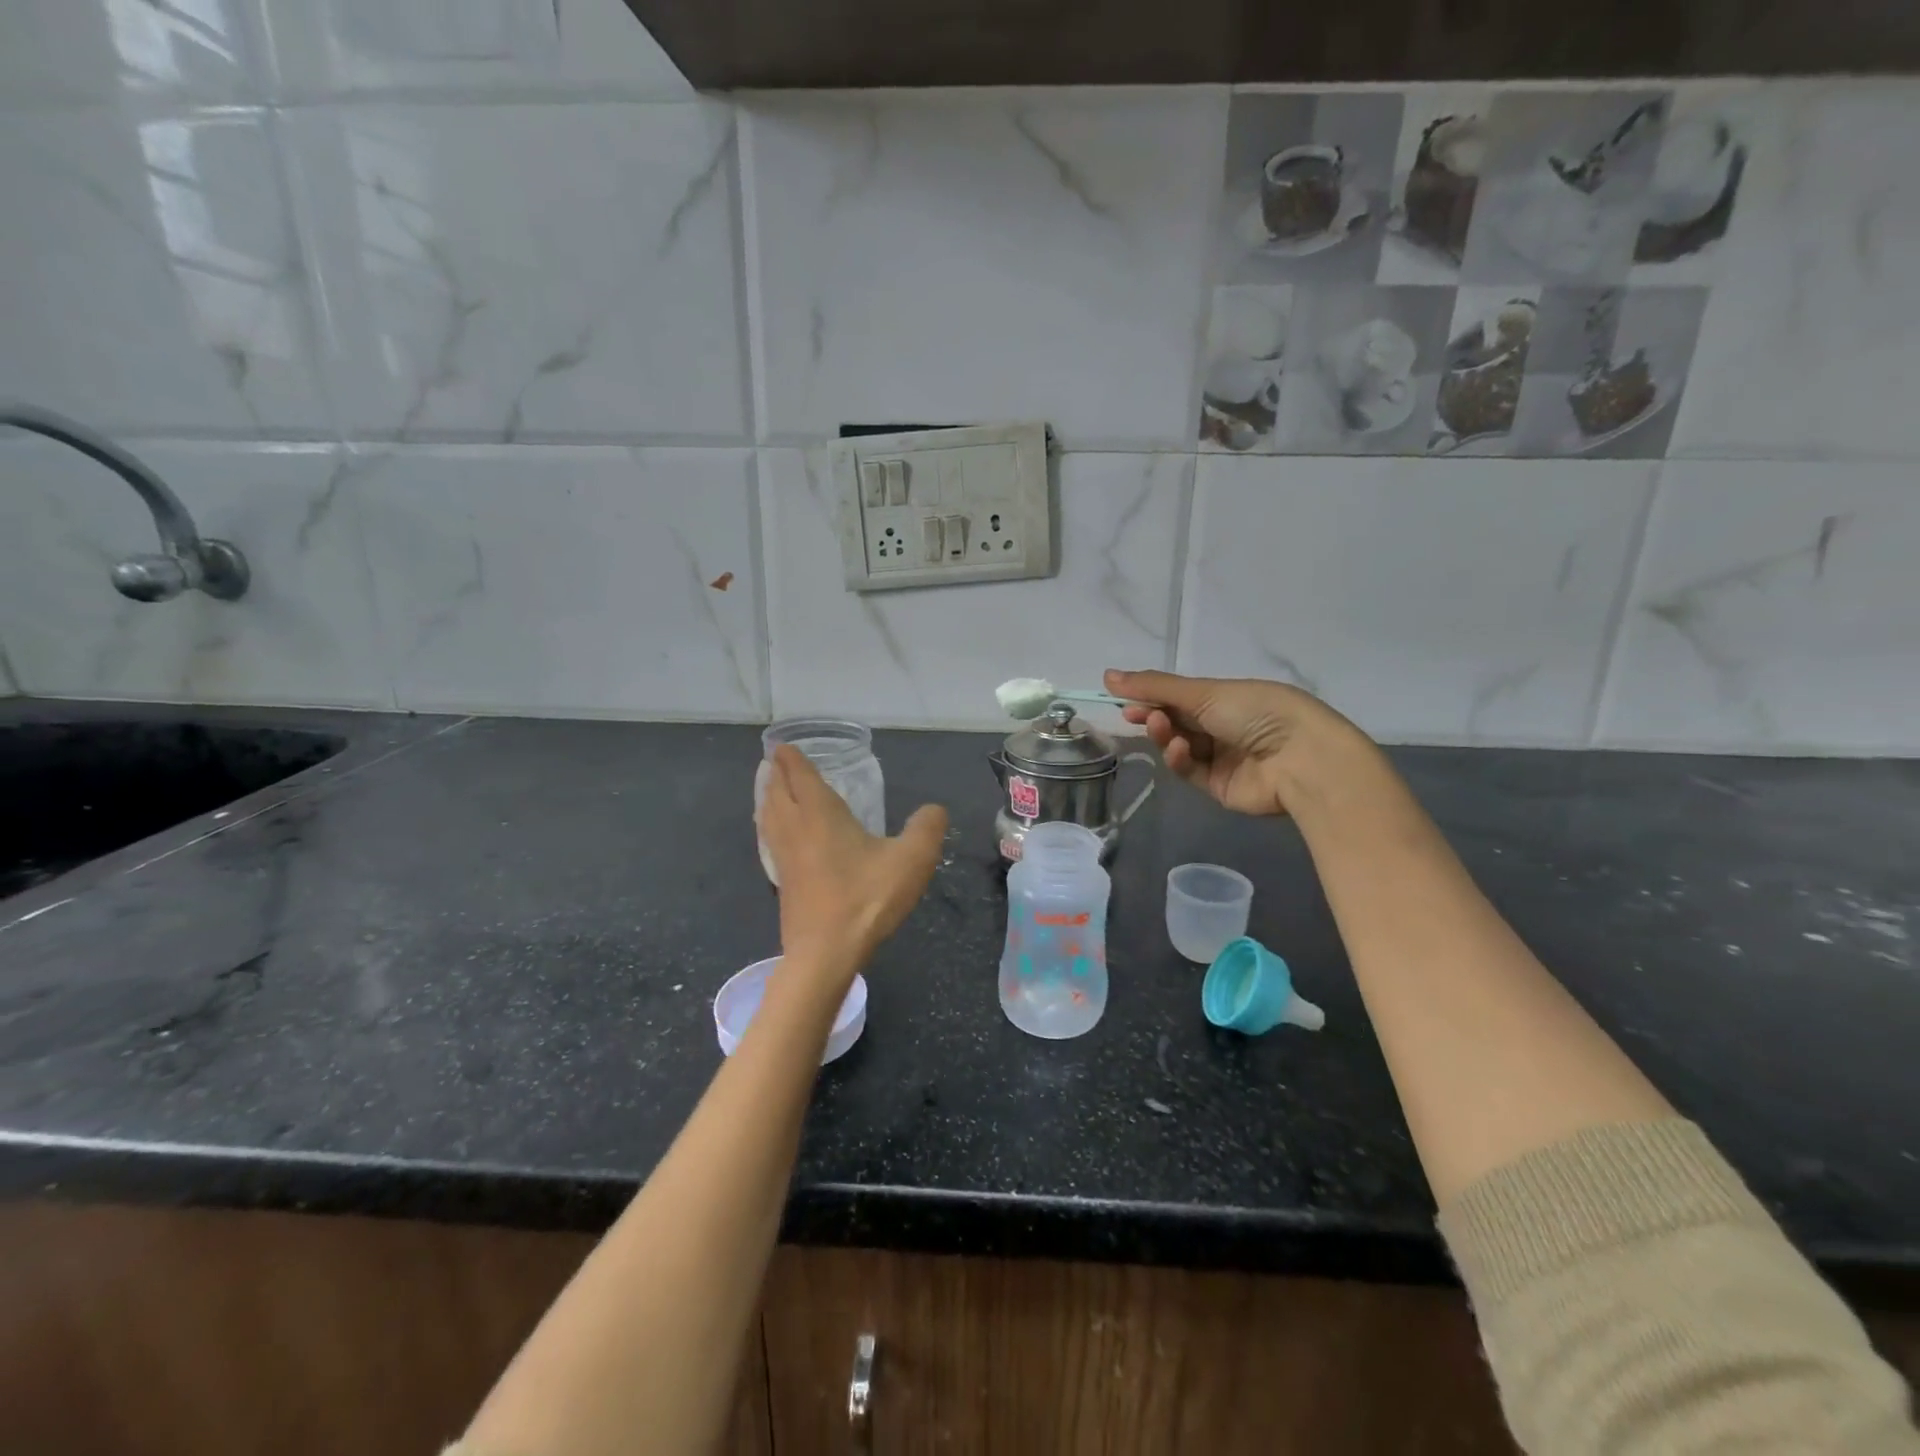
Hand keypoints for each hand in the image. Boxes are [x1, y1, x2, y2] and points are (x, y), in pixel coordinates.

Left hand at [758, 744, 947, 975]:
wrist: (826, 953)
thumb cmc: (866, 899)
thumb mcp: (912, 860)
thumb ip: (927, 828)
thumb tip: (934, 809)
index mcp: (820, 814)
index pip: (800, 776)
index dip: (792, 759)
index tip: (782, 746)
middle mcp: (795, 828)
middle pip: (776, 791)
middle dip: (776, 773)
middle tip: (776, 761)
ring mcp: (783, 856)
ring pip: (768, 815)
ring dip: (768, 797)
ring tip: (771, 789)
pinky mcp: (781, 881)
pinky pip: (769, 838)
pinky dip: (769, 824)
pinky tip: (778, 834)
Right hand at [1105, 668, 1361, 817]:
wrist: (1300, 759)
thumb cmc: (1256, 711)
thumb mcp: (1203, 692)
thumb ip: (1153, 686)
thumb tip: (1107, 675)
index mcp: (1227, 697)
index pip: (1180, 696)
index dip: (1151, 696)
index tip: (1124, 698)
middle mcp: (1224, 726)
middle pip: (1177, 721)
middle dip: (1154, 716)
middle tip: (1133, 715)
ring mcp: (1222, 757)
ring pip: (1179, 746)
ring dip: (1165, 736)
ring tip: (1161, 727)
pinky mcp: (1218, 786)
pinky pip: (1190, 771)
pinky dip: (1180, 759)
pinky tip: (1179, 750)